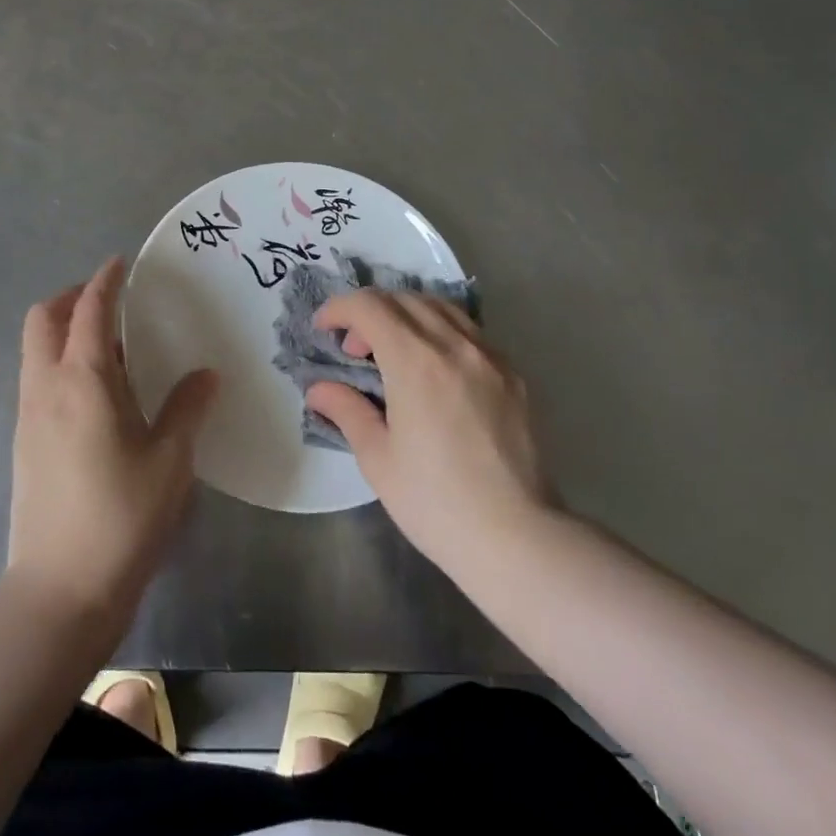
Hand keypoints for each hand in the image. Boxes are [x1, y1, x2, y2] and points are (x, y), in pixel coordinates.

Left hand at [7, 257, 218, 625]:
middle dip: (70, 298)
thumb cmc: (123, 516)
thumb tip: (205, 375)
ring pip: (34, 350)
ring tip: (106, 345)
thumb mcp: (170, 459)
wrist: (60, 589)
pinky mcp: (23, 443)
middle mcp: (46, 387)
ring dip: (61, 330)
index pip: (88, 310)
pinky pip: (36, 379)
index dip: (103, 282)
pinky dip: (58, 362)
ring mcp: (28, 416)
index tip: (120, 263)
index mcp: (83, 380)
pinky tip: (94, 392)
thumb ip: (187, 407)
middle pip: (42, 319)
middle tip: (108, 301)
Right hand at [307, 291, 550, 575]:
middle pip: (404, 299)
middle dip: (370, 312)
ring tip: (393, 351)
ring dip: (407, 315)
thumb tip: (319, 389)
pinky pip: (470, 332)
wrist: (516, 537)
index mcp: (415, 360)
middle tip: (354, 350)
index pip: (370, 306)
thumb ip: (347, 410)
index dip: (339, 309)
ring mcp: (490, 356)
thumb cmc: (435, 501)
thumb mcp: (377, 458)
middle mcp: (455, 345)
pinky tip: (435, 369)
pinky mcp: (514, 375)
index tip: (323, 329)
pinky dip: (441, 332)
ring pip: (441, 308)